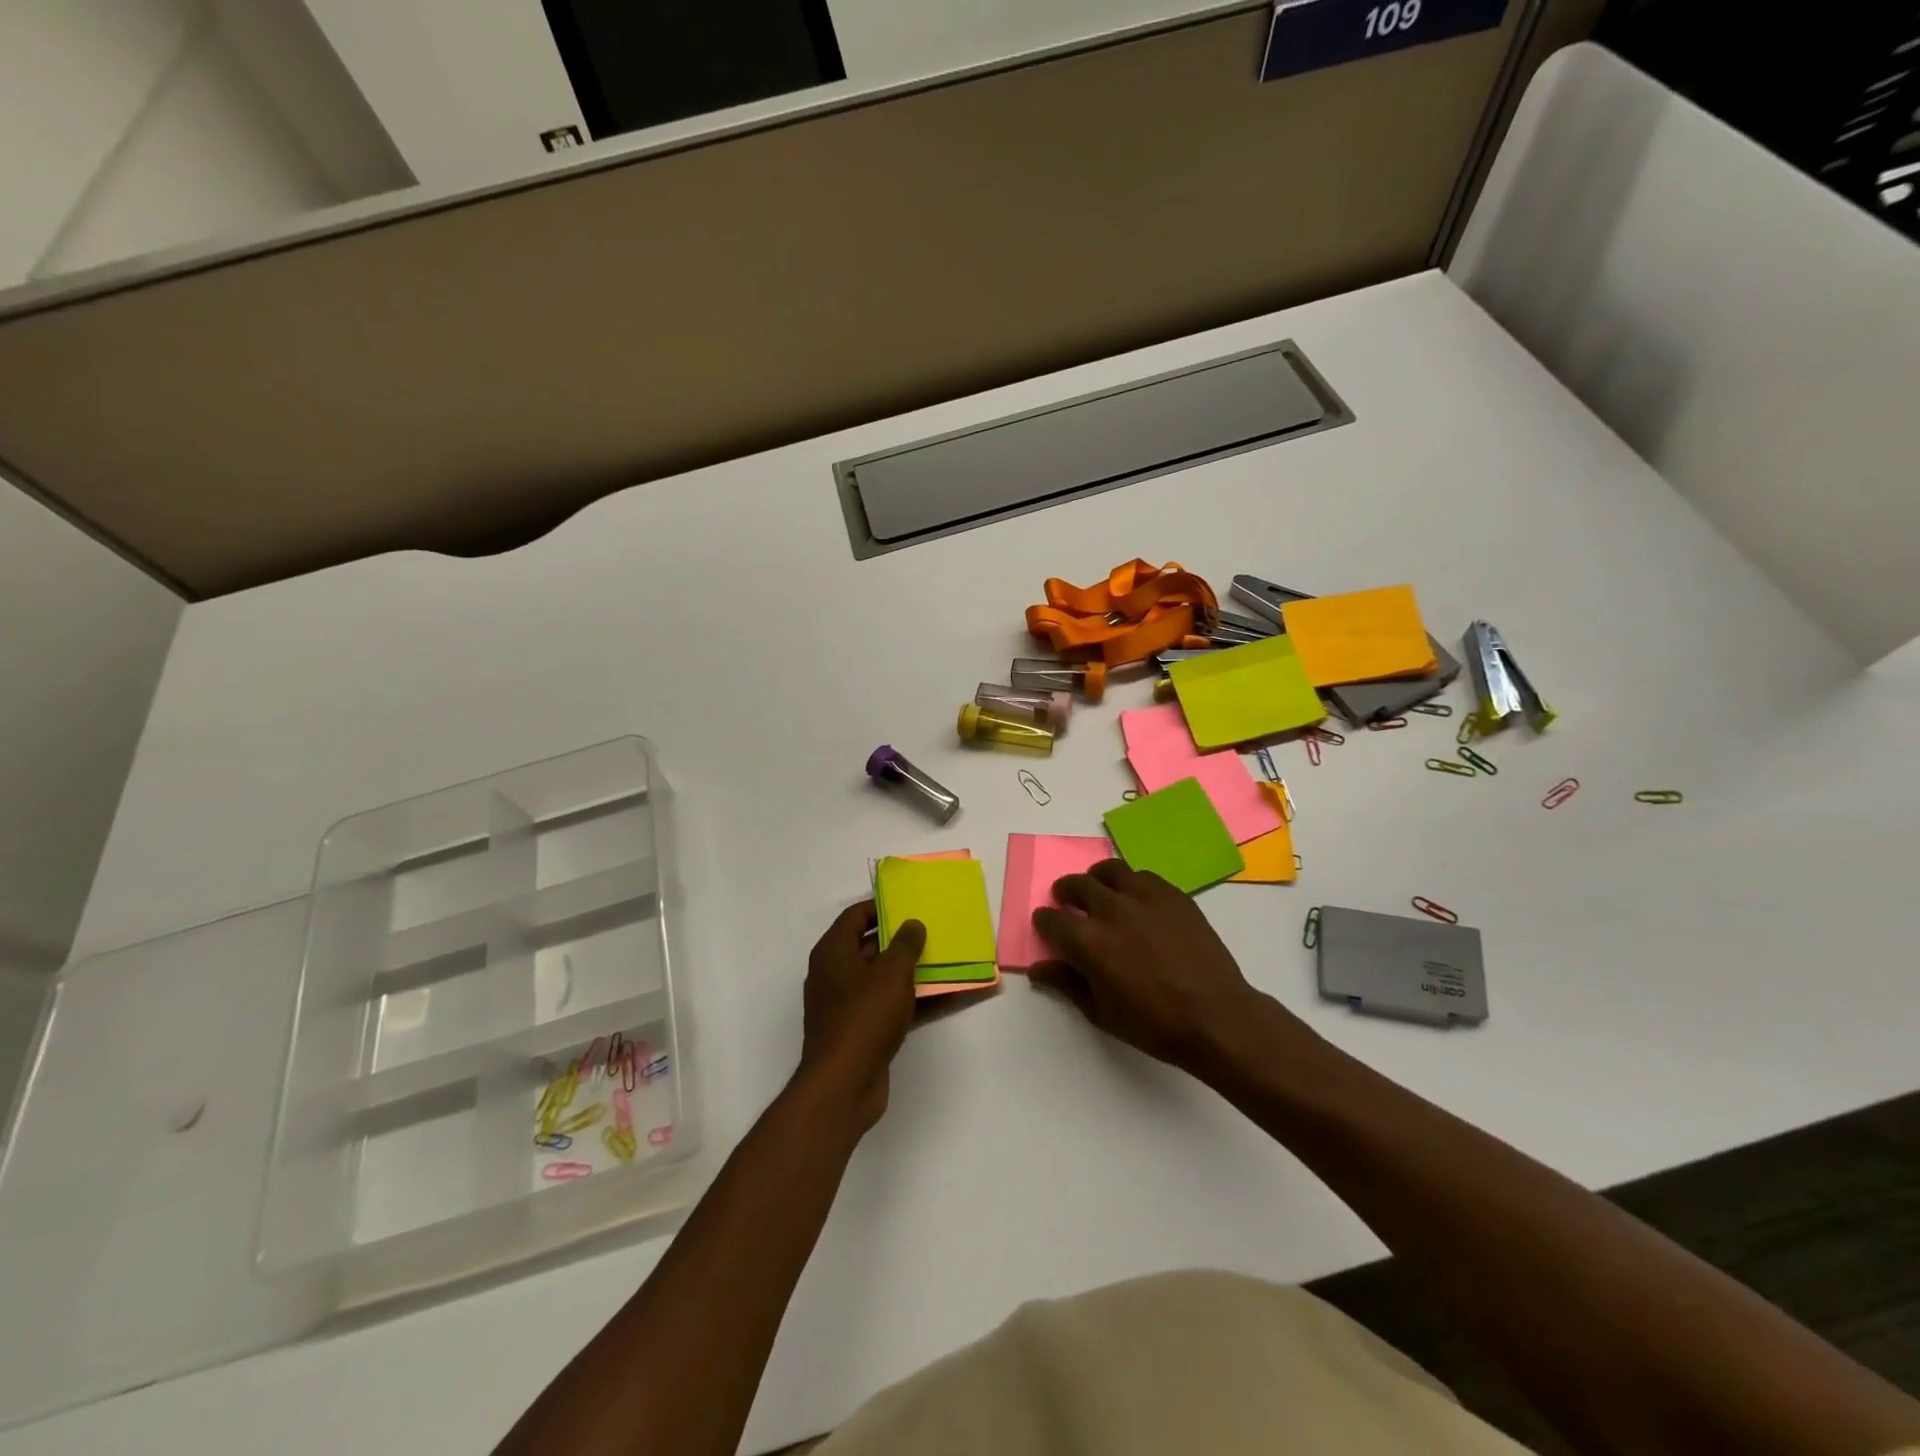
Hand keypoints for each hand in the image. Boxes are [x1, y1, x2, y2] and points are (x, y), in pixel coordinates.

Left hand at [795, 902, 925, 1132]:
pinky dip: (914, 1000)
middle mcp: (835, 974)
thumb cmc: (864, 1017)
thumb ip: (905, 944)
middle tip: (933, 930)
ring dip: (912, 971)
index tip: (910, 903)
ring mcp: (847, 1005)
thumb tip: (912, 925)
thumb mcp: (891, 973)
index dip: (881, 906)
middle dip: (902, 939)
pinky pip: (890, 1005)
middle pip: (870, 946)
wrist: (844, 1085)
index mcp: (833, 952)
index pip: (855, 916)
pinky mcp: (861, 1030)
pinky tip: (946, 997)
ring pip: (883, 978)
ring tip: (946, 960)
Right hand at [1031, 860, 1279, 1072]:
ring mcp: (1145, 898)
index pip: (1052, 919)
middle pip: (1078, 884)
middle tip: (1068, 902)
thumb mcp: (1102, 1012)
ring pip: (1110, 870)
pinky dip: (1131, 883)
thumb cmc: (1154, 1024)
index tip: (1046, 926)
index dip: (1044, 922)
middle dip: (1066, 892)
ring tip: (1100, 891)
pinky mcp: (1173, 895)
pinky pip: (1143, 876)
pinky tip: (1136, 900)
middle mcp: (1112, 910)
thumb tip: (1039, 968)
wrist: (1216, 1017)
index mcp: (1089, 942)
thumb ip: (1067, 983)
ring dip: (1097, 879)